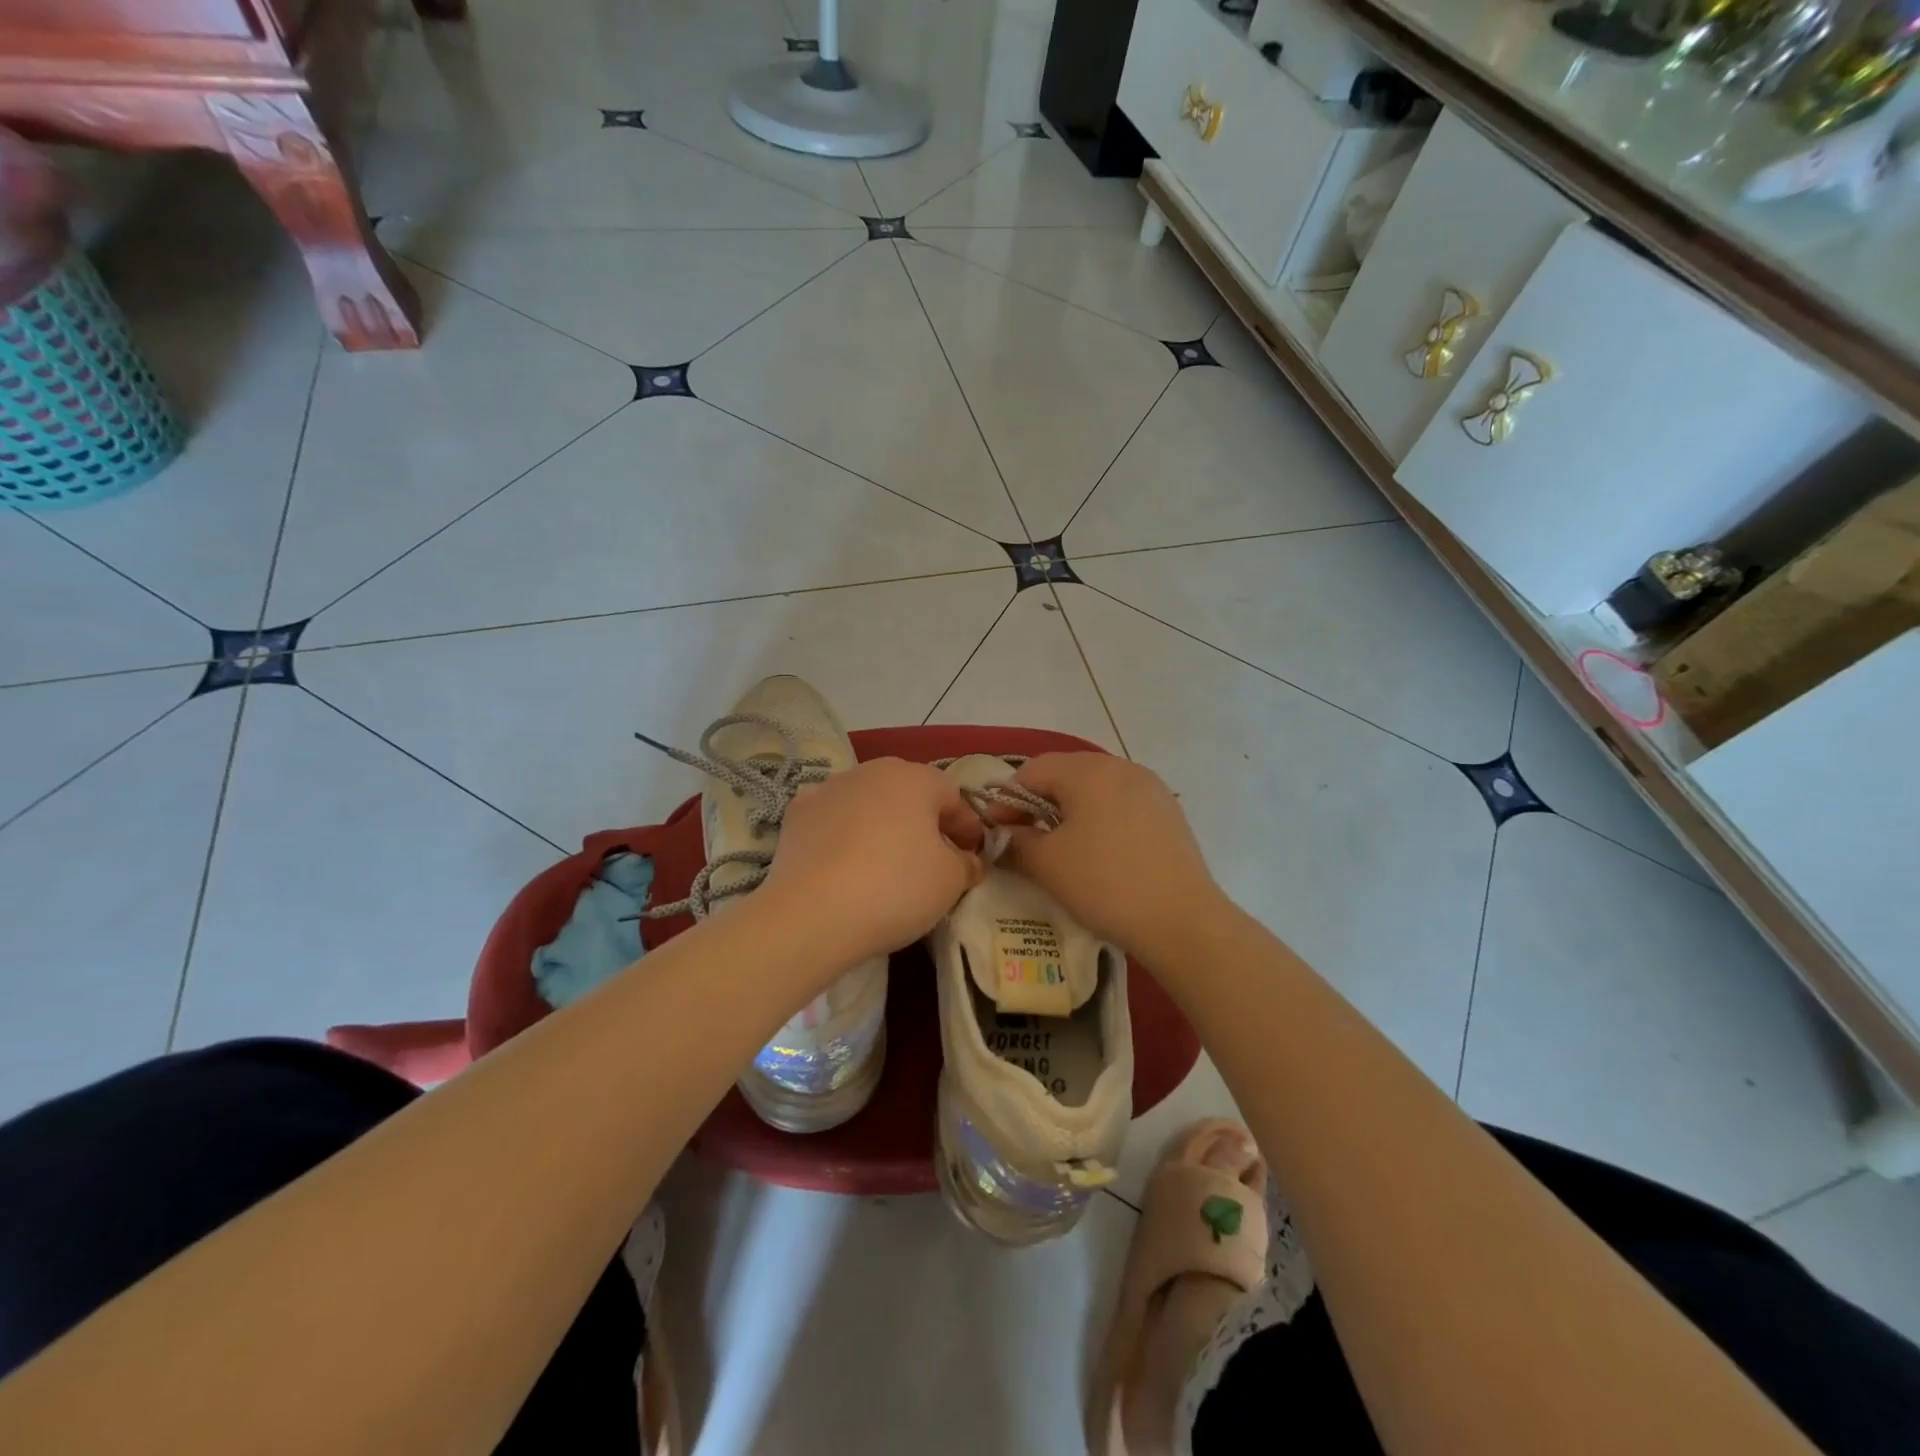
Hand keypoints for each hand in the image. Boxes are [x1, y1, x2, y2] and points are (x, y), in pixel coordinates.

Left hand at [758, 757, 986, 970]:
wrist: (812, 913)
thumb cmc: (896, 888)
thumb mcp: (950, 881)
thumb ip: (966, 864)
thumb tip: (968, 860)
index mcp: (915, 778)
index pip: (953, 797)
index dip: (967, 827)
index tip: (972, 856)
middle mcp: (871, 771)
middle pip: (908, 794)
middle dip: (924, 822)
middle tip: (934, 858)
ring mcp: (829, 789)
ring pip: (868, 804)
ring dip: (882, 825)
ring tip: (887, 863)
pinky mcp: (796, 815)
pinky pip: (833, 820)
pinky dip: (843, 835)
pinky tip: (845, 863)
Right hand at [997, 754, 1223, 959]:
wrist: (1182, 920)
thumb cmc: (1105, 883)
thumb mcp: (1048, 863)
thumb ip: (1017, 841)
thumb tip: (1004, 835)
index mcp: (1088, 770)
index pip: (1033, 770)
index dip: (1007, 799)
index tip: (996, 832)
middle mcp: (1121, 767)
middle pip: (1066, 774)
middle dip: (1038, 802)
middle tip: (1024, 837)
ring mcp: (1150, 788)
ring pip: (1096, 789)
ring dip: (1070, 811)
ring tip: (1060, 846)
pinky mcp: (1168, 813)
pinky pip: (1121, 805)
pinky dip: (1100, 820)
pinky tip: (1098, 853)